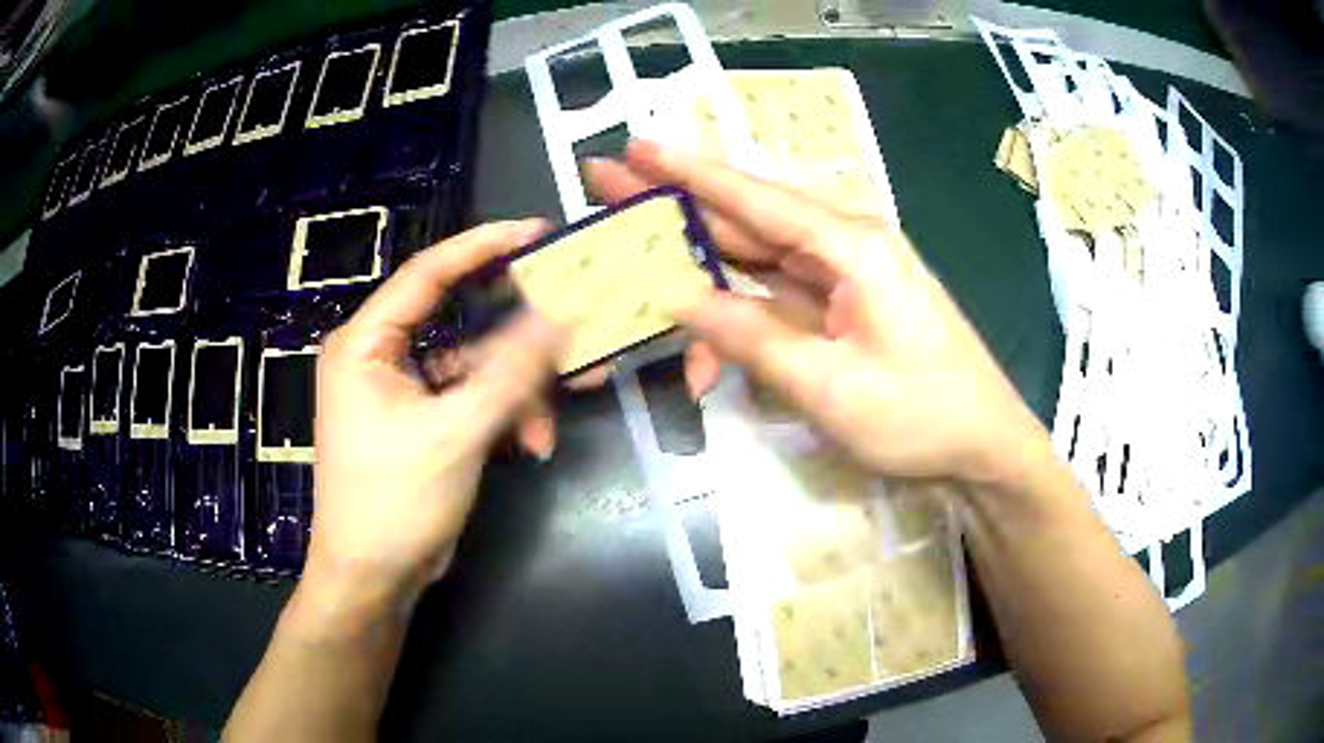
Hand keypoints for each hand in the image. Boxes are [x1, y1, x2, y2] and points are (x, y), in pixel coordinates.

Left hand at [306, 220, 560, 602]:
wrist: (375, 578)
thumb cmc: (393, 501)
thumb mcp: (454, 432)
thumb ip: (510, 371)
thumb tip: (561, 314)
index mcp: (367, 342)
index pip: (428, 273)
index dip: (483, 245)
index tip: (537, 231)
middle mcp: (381, 357)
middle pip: (461, 322)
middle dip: (517, 339)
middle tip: (572, 322)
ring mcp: (405, 391)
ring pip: (476, 368)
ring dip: (518, 393)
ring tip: (549, 423)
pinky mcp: (425, 422)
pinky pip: (475, 401)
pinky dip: (505, 418)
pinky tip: (532, 445)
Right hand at [586, 141, 1048, 485]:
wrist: (983, 447)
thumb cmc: (920, 415)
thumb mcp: (828, 385)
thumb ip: (749, 336)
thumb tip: (676, 297)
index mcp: (850, 245)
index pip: (753, 198)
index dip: (688, 172)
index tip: (635, 147)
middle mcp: (844, 247)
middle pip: (746, 221)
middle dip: (676, 208)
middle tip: (609, 187)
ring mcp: (843, 278)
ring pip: (755, 264)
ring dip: (699, 276)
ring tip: (636, 273)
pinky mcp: (843, 309)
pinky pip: (776, 302)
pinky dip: (737, 323)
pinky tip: (704, 359)